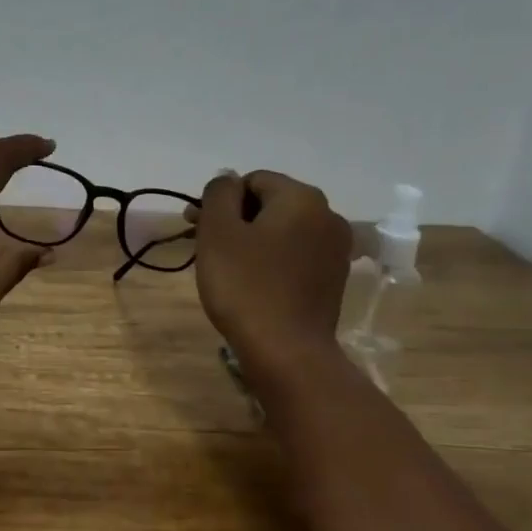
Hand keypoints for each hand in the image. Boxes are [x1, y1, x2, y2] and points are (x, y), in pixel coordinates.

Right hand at [193, 170, 353, 389]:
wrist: (286, 351)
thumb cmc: (246, 287)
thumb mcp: (219, 232)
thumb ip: (219, 194)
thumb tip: (227, 178)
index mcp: (302, 198)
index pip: (252, 180)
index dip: (220, 201)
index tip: (195, 228)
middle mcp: (328, 216)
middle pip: (270, 204)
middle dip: (235, 220)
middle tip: (204, 247)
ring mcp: (336, 250)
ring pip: (283, 231)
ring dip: (252, 241)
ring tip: (226, 268)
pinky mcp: (333, 279)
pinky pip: (295, 256)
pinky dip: (271, 261)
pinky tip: (253, 285)